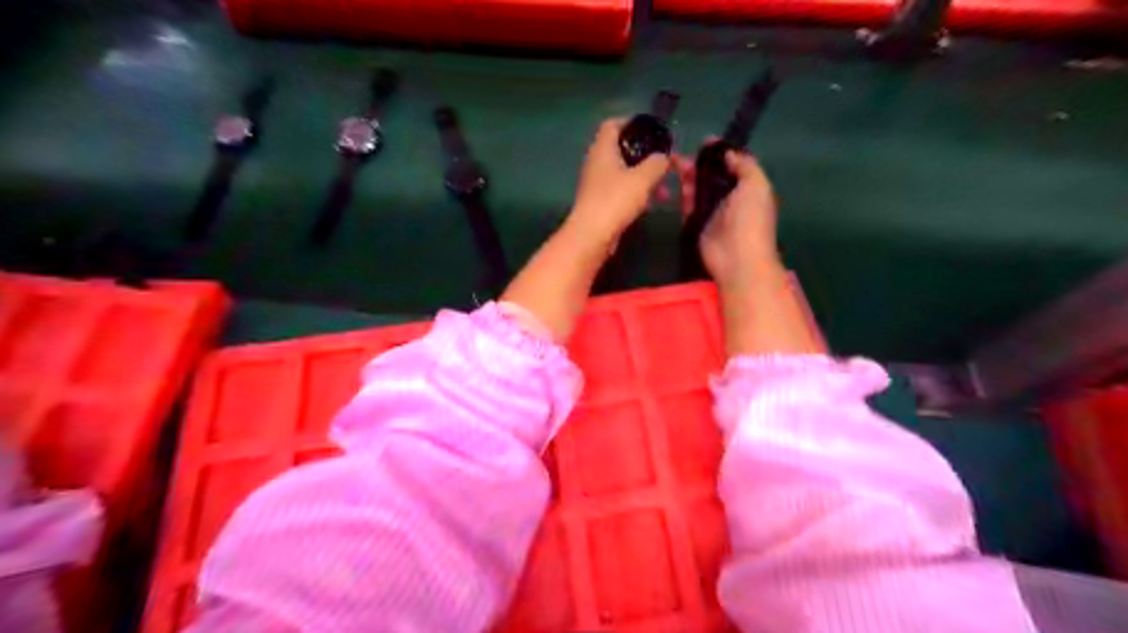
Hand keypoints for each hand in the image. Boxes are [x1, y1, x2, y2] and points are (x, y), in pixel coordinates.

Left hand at [563, 118, 667, 247]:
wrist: (592, 235)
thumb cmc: (616, 200)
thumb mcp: (644, 177)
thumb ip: (658, 162)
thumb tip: (663, 158)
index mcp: (603, 149)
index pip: (613, 124)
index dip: (632, 123)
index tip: (652, 132)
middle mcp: (596, 162)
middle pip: (623, 150)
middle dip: (647, 158)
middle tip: (665, 167)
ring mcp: (596, 184)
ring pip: (625, 173)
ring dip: (645, 179)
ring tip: (663, 193)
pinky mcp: (599, 203)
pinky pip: (621, 191)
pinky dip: (636, 194)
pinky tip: (650, 205)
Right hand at [673, 147, 781, 289]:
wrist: (737, 257)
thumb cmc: (750, 219)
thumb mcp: (756, 185)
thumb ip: (745, 165)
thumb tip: (729, 153)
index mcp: (749, 188)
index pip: (734, 164)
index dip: (721, 152)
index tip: (706, 141)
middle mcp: (731, 198)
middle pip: (713, 176)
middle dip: (701, 164)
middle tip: (684, 154)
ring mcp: (714, 212)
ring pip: (700, 189)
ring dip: (690, 176)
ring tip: (676, 164)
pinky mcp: (698, 224)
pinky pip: (689, 206)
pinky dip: (684, 194)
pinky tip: (675, 183)